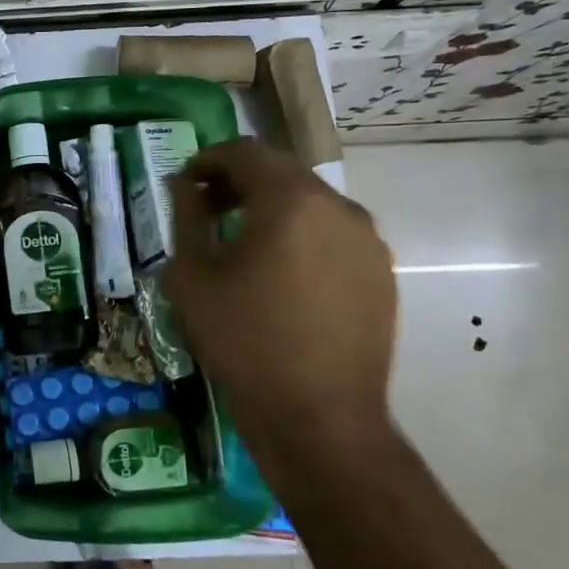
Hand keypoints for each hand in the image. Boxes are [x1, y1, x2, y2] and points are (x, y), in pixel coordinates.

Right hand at [162, 140, 396, 468]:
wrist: (319, 416)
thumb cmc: (243, 340)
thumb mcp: (193, 276)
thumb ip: (187, 216)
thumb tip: (185, 186)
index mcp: (290, 200)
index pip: (245, 152)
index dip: (209, 160)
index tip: (186, 183)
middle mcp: (338, 207)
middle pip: (282, 173)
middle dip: (240, 183)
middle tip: (208, 210)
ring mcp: (368, 241)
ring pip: (311, 204)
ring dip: (273, 209)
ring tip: (244, 244)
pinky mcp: (382, 273)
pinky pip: (334, 235)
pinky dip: (302, 236)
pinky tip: (282, 275)